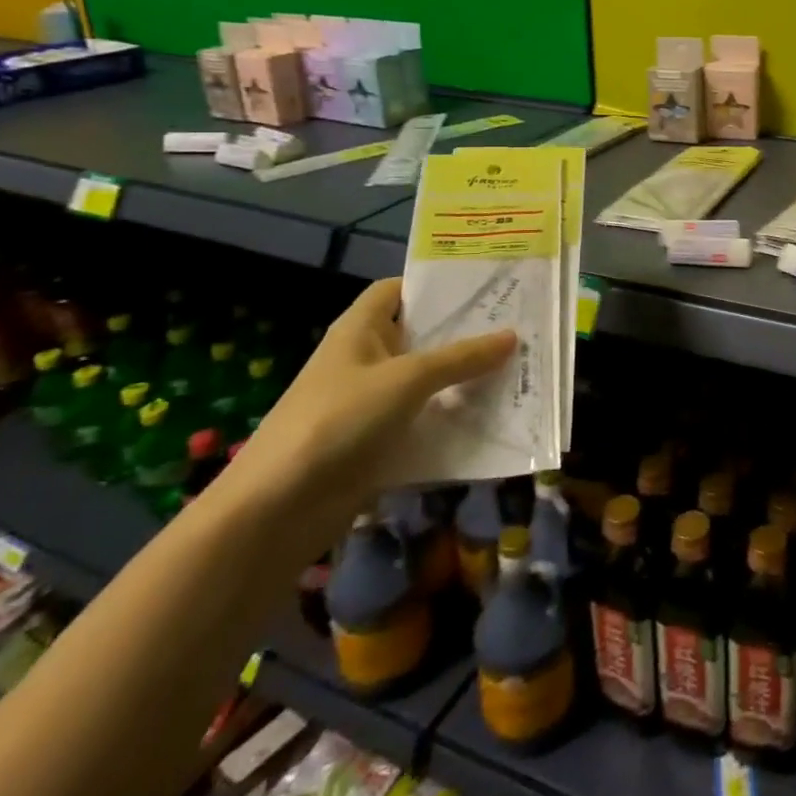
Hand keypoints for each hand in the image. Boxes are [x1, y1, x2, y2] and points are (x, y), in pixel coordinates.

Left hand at [217, 278, 513, 556]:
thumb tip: (512, 336)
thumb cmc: (338, 421)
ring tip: (518, 369)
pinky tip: (493, 420)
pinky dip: (452, 421)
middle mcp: (366, 360)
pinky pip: (424, 423)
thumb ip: (461, 358)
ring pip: (426, 383)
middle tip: (518, 326)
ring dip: (463, 380)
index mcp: (360, 330)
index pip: (398, 290)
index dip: (435, 285)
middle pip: (420, 336)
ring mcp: (370, 404)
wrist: (277, 510)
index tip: (484, 286)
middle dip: (464, 333)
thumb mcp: (406, 380)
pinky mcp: (377, 444)